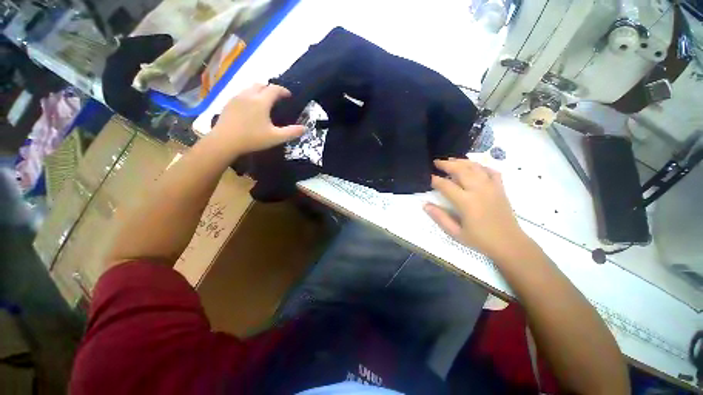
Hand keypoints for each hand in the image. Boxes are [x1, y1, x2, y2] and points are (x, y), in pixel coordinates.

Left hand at [210, 83, 304, 155]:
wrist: (224, 141)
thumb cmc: (252, 139)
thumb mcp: (275, 137)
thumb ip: (291, 132)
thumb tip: (304, 128)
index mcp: (261, 101)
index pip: (274, 89)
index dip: (283, 91)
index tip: (289, 95)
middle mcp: (248, 95)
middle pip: (261, 85)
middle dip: (271, 89)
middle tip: (277, 98)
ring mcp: (237, 98)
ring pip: (250, 88)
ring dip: (260, 91)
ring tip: (265, 101)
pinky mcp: (229, 103)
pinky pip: (242, 93)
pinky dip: (250, 95)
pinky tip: (251, 107)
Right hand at [424, 158, 531, 259]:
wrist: (510, 244)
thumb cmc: (480, 240)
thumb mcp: (455, 233)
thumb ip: (440, 217)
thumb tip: (425, 204)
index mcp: (466, 202)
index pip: (446, 185)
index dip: (435, 180)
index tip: (428, 176)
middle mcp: (479, 190)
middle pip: (461, 170)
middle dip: (447, 164)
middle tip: (436, 162)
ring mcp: (492, 187)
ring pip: (475, 167)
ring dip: (462, 161)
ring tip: (451, 160)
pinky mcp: (500, 188)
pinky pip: (491, 171)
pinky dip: (481, 166)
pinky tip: (474, 166)